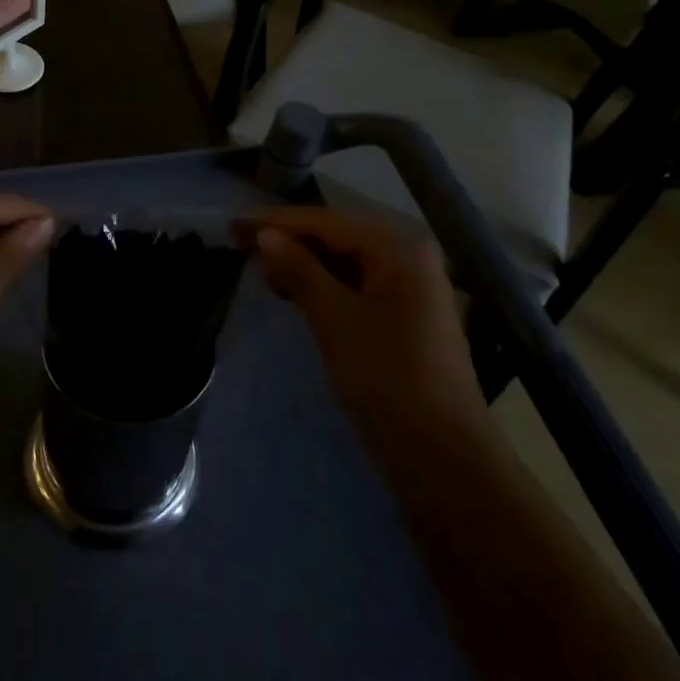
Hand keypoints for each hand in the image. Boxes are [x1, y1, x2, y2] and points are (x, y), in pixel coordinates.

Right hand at [247, 207, 485, 443]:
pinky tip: (293, 288)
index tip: (235, 224)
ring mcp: (411, 286)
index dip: (277, 222)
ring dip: (304, 261)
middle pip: (338, 236)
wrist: (444, 458)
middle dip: (289, 239)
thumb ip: (300, 270)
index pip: (327, 222)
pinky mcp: (405, 314)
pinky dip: (324, 283)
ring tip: (259, 263)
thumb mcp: (335, 320)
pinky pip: (356, 283)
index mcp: (398, 248)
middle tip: (240, 241)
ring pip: (346, 260)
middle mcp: (409, 255)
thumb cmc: (387, 379)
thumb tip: (265, 235)